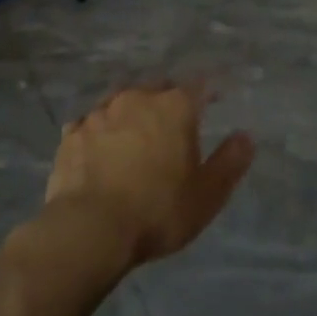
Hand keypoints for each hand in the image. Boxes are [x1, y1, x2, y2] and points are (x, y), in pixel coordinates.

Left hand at [45, 83, 254, 266]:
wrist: (89, 230)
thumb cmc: (158, 210)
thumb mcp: (207, 194)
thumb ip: (229, 162)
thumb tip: (245, 137)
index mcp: (175, 107)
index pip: (198, 86)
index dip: (207, 92)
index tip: (213, 101)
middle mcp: (137, 99)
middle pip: (157, 88)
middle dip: (167, 99)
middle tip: (173, 122)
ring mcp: (99, 114)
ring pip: (121, 102)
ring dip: (130, 113)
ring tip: (134, 134)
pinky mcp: (71, 135)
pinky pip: (90, 124)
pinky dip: (99, 131)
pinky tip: (99, 148)